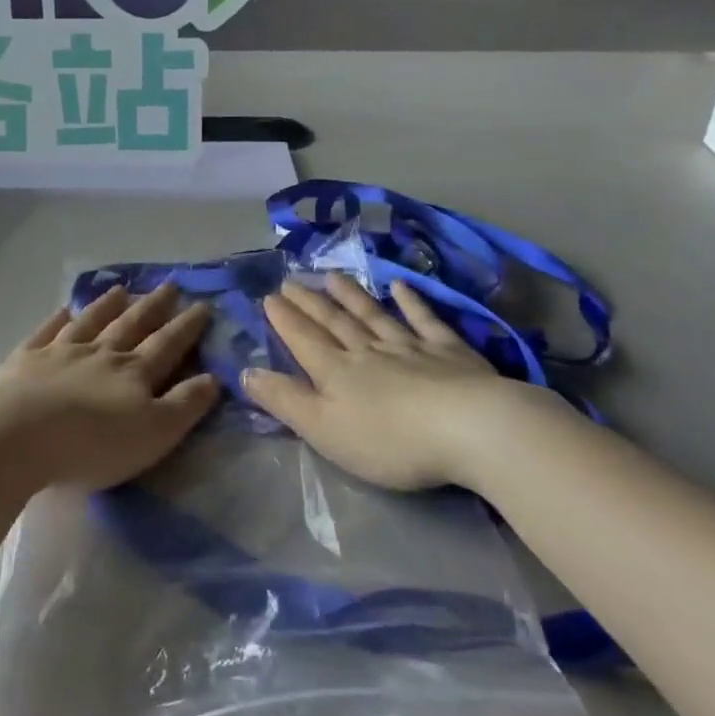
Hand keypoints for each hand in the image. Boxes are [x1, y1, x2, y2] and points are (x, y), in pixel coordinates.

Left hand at [0, 284, 220, 491]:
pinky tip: (64, 309)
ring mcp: (60, 352)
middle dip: (153, 307)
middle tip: (169, 285)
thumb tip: (214, 378)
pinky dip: (57, 319)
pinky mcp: (25, 360)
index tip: (202, 305)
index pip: (167, 345)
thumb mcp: (155, 432)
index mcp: (134, 373)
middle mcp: (100, 354)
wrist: (21, 435)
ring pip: (90, 322)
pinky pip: (46, 332)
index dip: (186, 326)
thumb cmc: (95, 443)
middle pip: (131, 325)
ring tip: (121, 290)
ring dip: (108, 305)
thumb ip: (185, 405)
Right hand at [242, 274, 560, 491]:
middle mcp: (368, 351)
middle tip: (291, 280)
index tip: (269, 296)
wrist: (468, 428)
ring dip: (351, 296)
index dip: (285, 320)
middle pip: (334, 323)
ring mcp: (410, 347)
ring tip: (332, 275)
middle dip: (310, 303)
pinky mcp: (449, 351)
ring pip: (373, 316)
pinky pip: (424, 320)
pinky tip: (401, 286)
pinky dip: (412, 302)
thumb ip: (285, 400)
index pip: (304, 340)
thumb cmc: (389, 440)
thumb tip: (246, 372)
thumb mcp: (324, 430)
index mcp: (336, 373)